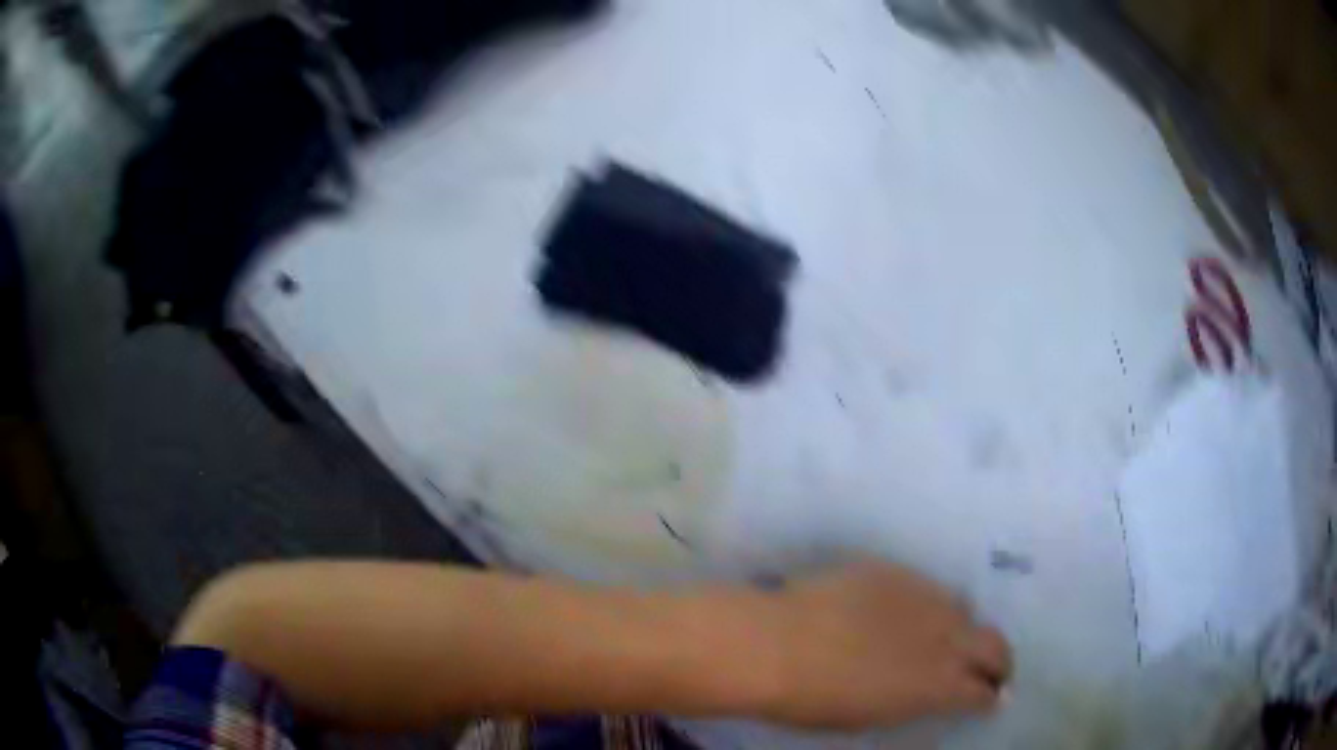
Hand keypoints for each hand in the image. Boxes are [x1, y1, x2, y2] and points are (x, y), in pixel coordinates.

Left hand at [758, 560, 1010, 729]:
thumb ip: (915, 701)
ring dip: (962, 629)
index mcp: (938, 684)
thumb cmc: (814, 701)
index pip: (982, 690)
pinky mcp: (896, 571)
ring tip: (946, 639)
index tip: (991, 699)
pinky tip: (906, 614)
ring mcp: (923, 597)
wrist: (775, 644)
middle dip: (998, 660)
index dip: (990, 696)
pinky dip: (926, 606)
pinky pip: (926, 589)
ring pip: (962, 611)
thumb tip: (934, 694)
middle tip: (992, 670)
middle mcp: (944, 636)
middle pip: (993, 644)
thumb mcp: (874, 715)